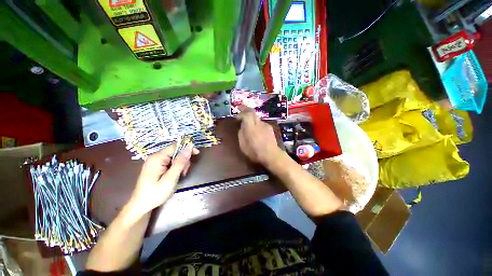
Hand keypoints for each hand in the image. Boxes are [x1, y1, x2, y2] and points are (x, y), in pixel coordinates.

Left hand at [127, 144, 198, 216]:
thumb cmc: (155, 193)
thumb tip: (189, 148)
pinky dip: (176, 167)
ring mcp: (155, 162)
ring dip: (180, 165)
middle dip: (183, 160)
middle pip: (175, 152)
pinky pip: (170, 162)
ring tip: (180, 176)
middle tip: (184, 172)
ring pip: (174, 157)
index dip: (187, 148)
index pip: (175, 146)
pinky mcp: (157, 166)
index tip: (197, 153)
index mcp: (157, 158)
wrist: (141, 206)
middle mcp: (156, 157)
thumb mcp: (170, 178)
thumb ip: (180, 163)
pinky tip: (176, 175)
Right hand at [238, 109, 280, 164]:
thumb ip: (241, 133)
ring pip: (257, 118)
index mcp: (251, 128)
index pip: (247, 114)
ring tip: (249, 126)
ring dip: (252, 119)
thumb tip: (242, 126)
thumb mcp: (243, 145)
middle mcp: (259, 123)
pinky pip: (261, 123)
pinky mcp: (270, 128)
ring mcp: (265, 125)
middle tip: (241, 111)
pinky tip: (257, 132)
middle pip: (252, 112)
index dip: (241, 113)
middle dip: (246, 111)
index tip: (237, 116)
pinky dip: (257, 125)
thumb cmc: (255, 152)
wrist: (271, 155)